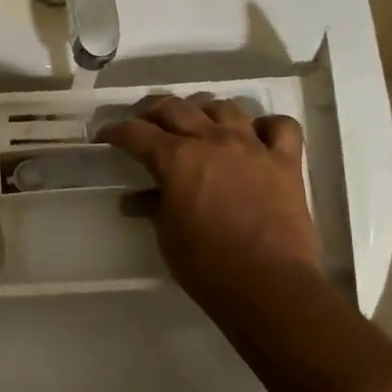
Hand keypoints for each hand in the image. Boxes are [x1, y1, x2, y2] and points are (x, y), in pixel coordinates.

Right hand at [98, 94, 319, 318]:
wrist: (269, 285)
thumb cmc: (207, 265)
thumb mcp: (167, 237)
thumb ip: (153, 208)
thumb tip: (136, 200)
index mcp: (176, 159)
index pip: (136, 133)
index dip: (115, 132)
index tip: (105, 137)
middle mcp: (212, 141)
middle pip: (176, 108)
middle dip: (153, 112)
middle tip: (145, 126)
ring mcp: (253, 147)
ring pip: (225, 107)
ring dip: (205, 111)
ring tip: (198, 125)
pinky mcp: (286, 162)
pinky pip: (281, 126)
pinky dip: (266, 126)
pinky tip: (257, 136)